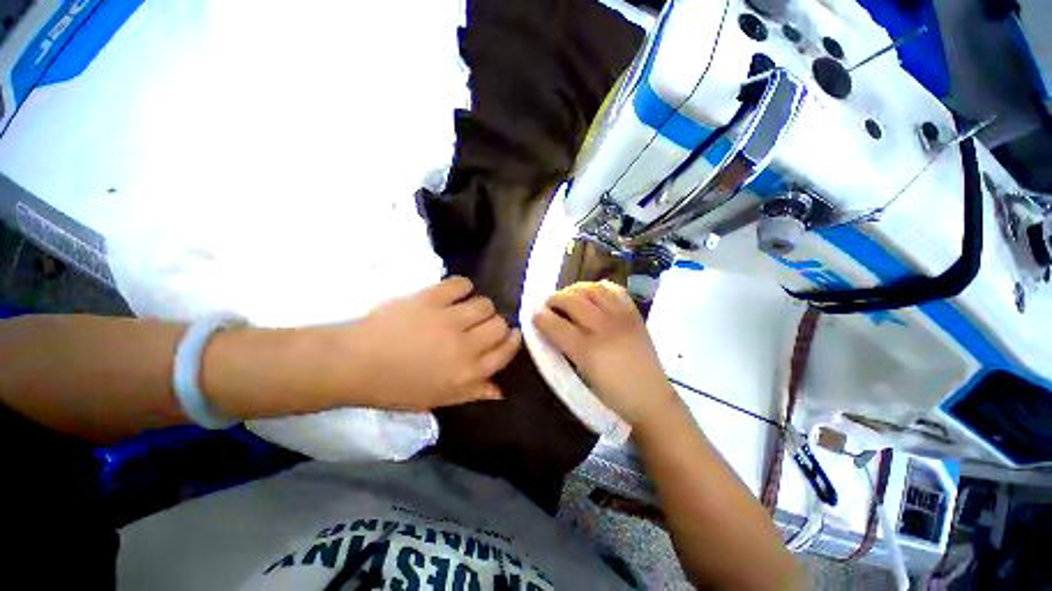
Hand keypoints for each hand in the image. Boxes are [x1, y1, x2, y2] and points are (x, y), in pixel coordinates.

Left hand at [349, 276, 520, 410]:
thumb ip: (473, 392)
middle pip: (499, 324)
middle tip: (482, 326)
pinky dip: (462, 287)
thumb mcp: (438, 399)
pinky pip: (461, 284)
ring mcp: (448, 320)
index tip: (511, 334)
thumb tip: (500, 391)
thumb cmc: (395, 387)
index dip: (512, 341)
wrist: (354, 363)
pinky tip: (454, 294)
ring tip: (466, 309)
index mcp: (466, 373)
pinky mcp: (431, 298)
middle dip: (496, 324)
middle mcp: (464, 346)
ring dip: (480, 307)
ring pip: (485, 304)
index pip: (505, 352)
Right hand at [532, 281, 677, 426]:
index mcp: (587, 351)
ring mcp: (621, 318)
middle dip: (554, 298)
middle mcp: (604, 328)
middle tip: (549, 305)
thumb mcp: (582, 375)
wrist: (650, 398)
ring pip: (592, 289)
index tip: (534, 315)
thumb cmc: (611, 394)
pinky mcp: (634, 314)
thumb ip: (564, 348)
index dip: (540, 317)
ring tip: (570, 296)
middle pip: (572, 300)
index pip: (556, 324)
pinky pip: (615, 289)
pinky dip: (600, 287)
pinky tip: (593, 294)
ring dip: (575, 289)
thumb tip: (550, 327)